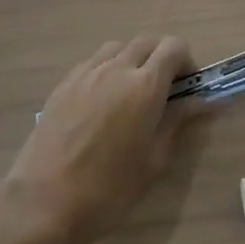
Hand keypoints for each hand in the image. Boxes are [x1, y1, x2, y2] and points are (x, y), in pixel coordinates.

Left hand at [8, 36, 196, 243]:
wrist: (45, 201)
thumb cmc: (109, 188)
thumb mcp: (154, 159)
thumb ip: (176, 121)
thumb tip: (199, 102)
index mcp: (145, 86)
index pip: (174, 47)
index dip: (186, 62)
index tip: (186, 87)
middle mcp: (116, 68)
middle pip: (146, 42)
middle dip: (160, 58)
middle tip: (163, 90)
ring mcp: (85, 73)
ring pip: (117, 48)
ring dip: (132, 60)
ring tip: (131, 92)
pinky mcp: (63, 84)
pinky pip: (92, 62)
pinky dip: (106, 69)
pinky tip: (102, 101)